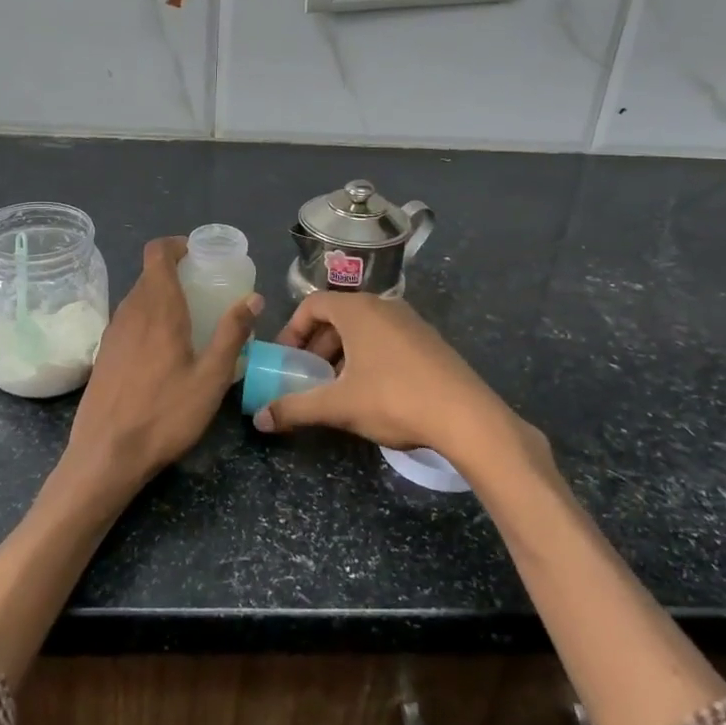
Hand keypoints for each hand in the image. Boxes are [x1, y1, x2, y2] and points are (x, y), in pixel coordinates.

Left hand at [59, 238, 259, 510]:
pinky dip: (148, 319)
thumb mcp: (211, 378)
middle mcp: (130, 312)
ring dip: (162, 297)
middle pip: (149, 275)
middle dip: (177, 273)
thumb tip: (252, 297)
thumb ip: (232, 333)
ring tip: (190, 320)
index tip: (200, 255)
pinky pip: (128, 320)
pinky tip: (164, 350)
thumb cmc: (165, 414)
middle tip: (206, 291)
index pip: (157, 253)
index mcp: (158, 309)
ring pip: (137, 298)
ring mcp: (112, 333)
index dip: (177, 245)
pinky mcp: (103, 354)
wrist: (105, 454)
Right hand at [256, 292, 536, 466]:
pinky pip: (387, 339)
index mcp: (358, 310)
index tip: (285, 360)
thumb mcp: (338, 406)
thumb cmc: (393, 399)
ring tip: (336, 387)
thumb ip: (295, 408)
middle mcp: (384, 306)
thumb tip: (258, 420)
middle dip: (316, 345)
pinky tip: (372, 392)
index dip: (292, 330)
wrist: (466, 417)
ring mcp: (411, 322)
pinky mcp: (430, 342)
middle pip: (338, 316)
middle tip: (307, 376)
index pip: (312, 304)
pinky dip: (368, 357)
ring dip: (342, 353)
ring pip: (364, 329)